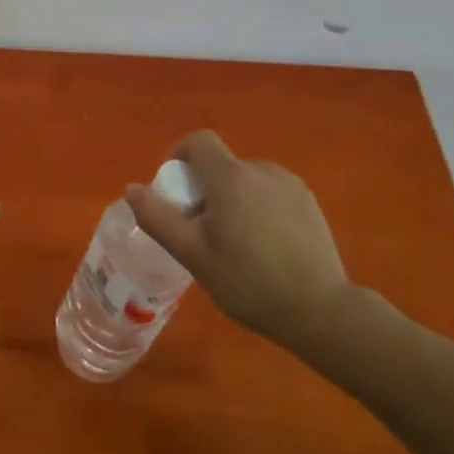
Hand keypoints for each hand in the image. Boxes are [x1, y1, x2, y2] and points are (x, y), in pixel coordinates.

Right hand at [126, 130, 355, 351]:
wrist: (321, 311)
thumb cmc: (248, 281)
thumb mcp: (192, 254)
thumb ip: (158, 218)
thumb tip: (132, 189)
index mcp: (230, 177)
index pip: (198, 141)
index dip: (179, 156)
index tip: (175, 192)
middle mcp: (262, 170)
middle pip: (221, 165)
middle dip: (205, 189)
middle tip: (202, 232)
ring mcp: (291, 186)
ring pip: (247, 181)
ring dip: (233, 200)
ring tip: (236, 245)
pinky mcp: (310, 204)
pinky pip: (271, 194)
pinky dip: (259, 209)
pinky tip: (266, 249)